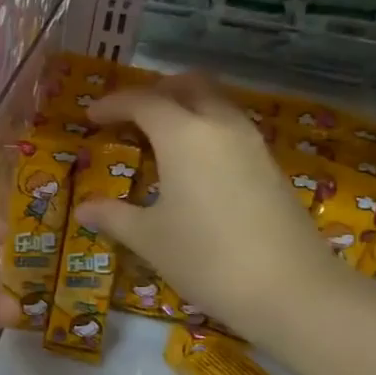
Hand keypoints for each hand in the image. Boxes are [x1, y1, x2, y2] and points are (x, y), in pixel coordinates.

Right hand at [76, 74, 349, 342]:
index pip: (143, 101)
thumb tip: (84, 209)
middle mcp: (220, 126)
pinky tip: (192, 165)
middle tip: (131, 114)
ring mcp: (251, 143)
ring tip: (159, 138)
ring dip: (185, 107)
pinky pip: (230, 128)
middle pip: (189, 85)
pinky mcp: (270, 165)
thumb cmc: (206, 257)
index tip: (91, 116)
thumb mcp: (150, 238)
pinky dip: (205, 129)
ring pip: (215, 103)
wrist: (291, 289)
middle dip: (157, 91)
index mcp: (184, 134)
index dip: (113, 104)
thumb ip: (114, 216)